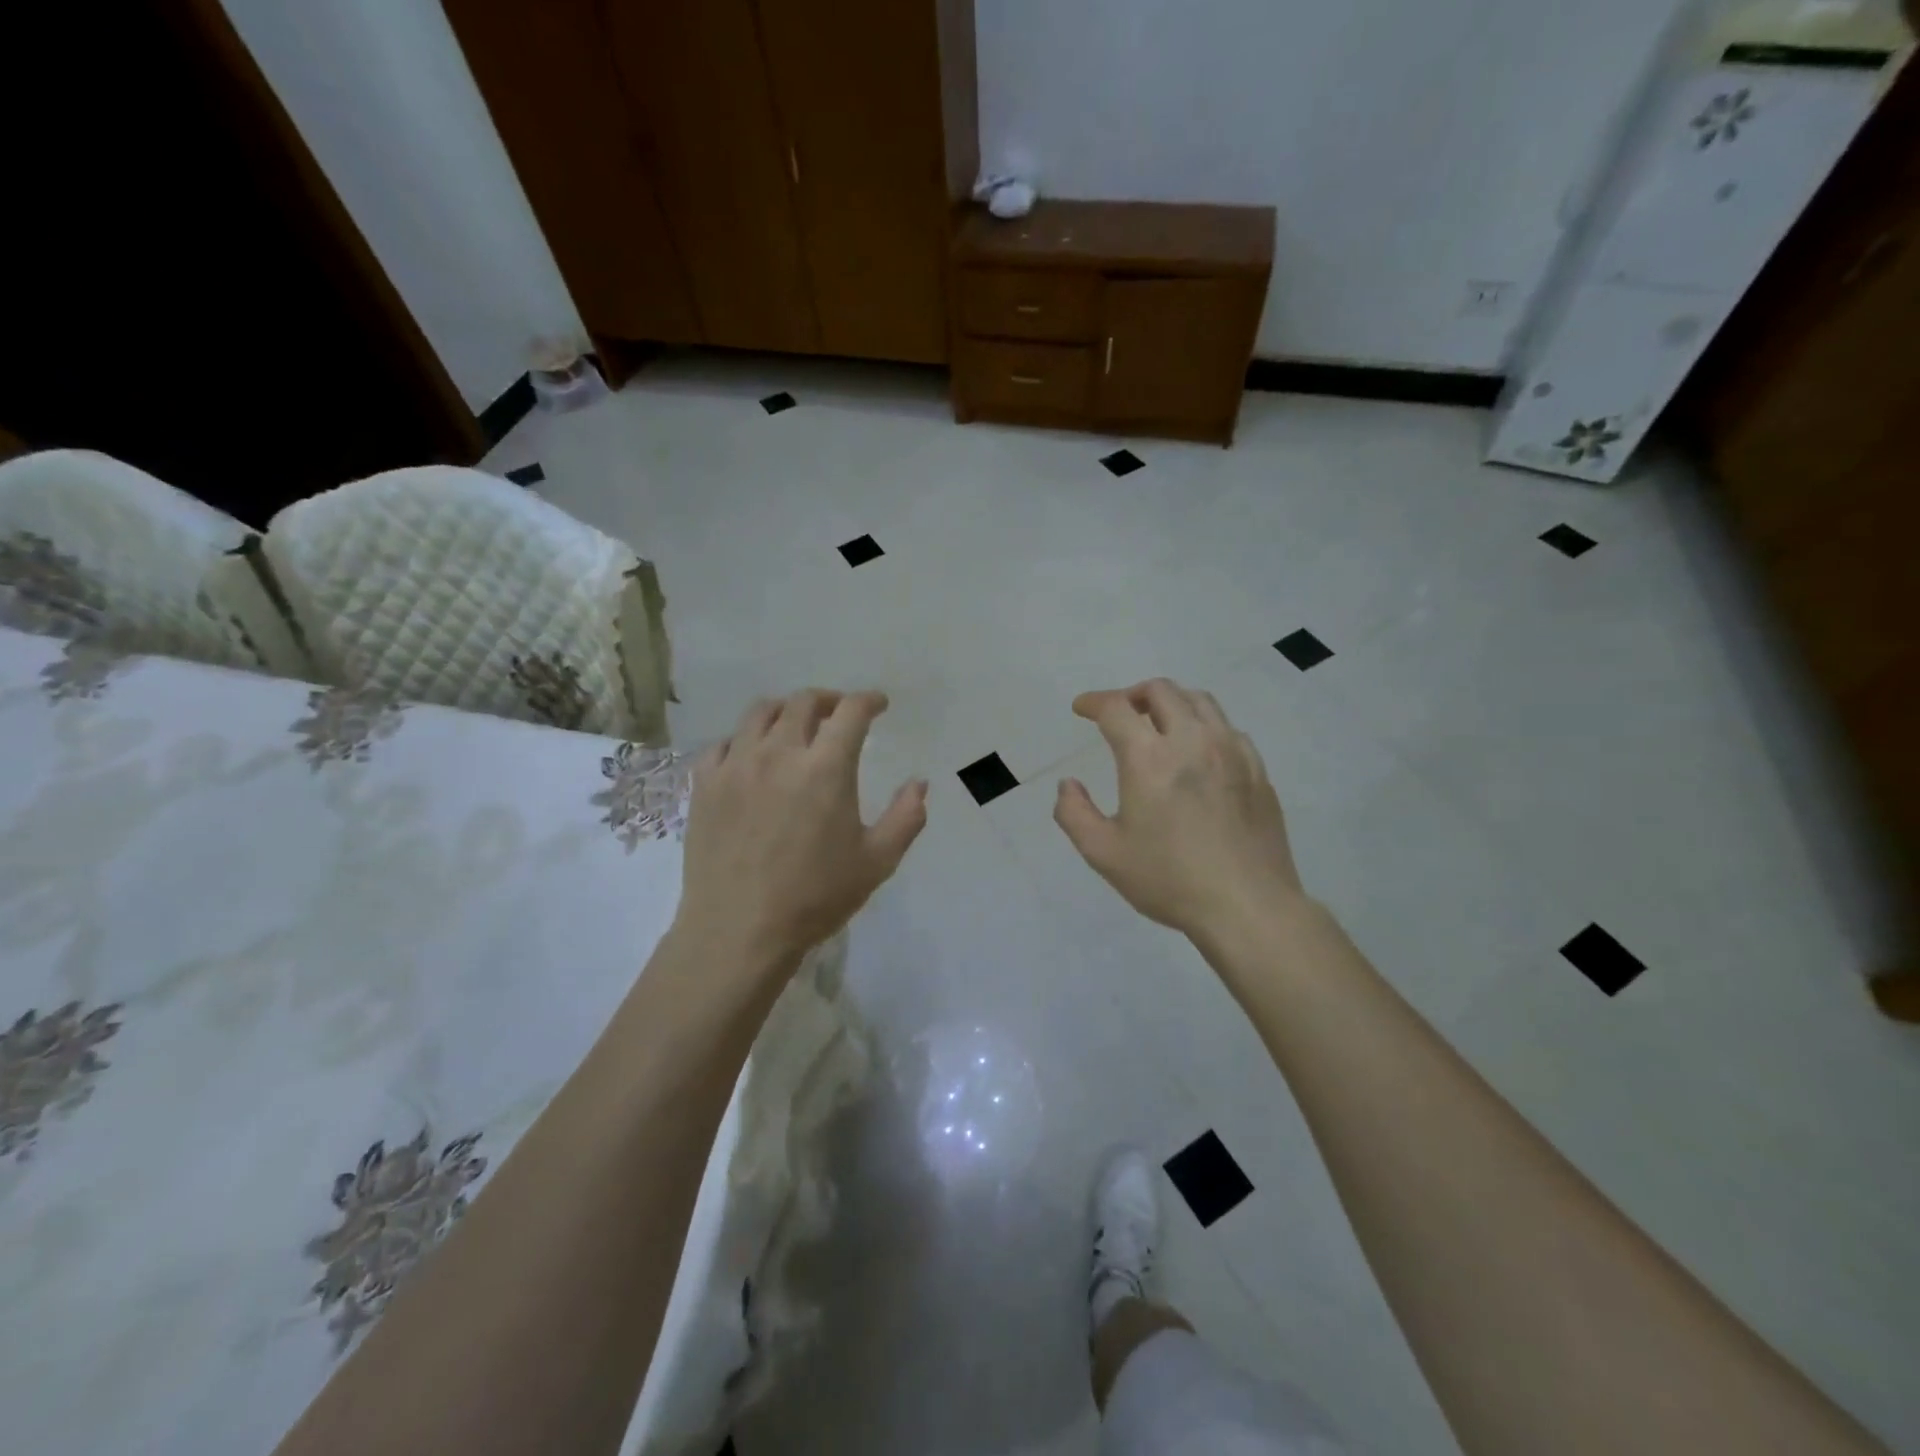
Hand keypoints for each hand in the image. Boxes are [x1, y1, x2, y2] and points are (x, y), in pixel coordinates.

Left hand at [675, 689, 927, 970]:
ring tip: (794, 726)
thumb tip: (919, 783)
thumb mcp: (877, 862)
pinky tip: (750, 758)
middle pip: (803, 702)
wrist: (739, 931)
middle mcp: (779, 753)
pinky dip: (743, 740)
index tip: (878, 704)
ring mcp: (736, 766)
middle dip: (828, 700)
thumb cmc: (815, 897)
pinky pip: (722, 744)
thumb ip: (906, 817)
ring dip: (784, 711)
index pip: (850, 712)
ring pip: (759, 713)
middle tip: (838, 714)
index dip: (868, 700)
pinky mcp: (704, 785)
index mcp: (826, 768)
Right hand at [1054, 679, 1304, 942]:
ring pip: (1200, 701)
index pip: (1116, 708)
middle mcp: (1192, 741)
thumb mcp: (1104, 854)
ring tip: (1158, 723)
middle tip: (1119, 714)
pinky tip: (1199, 752)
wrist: (1248, 907)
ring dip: (1171, 702)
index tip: (1082, 708)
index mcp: (1149, 758)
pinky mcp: (1257, 771)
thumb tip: (1068, 785)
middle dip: (1132, 694)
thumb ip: (1074, 813)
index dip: (1093, 702)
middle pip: (1162, 691)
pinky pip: (1228, 728)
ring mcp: (1232, 752)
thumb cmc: (1169, 880)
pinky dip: (1204, 726)